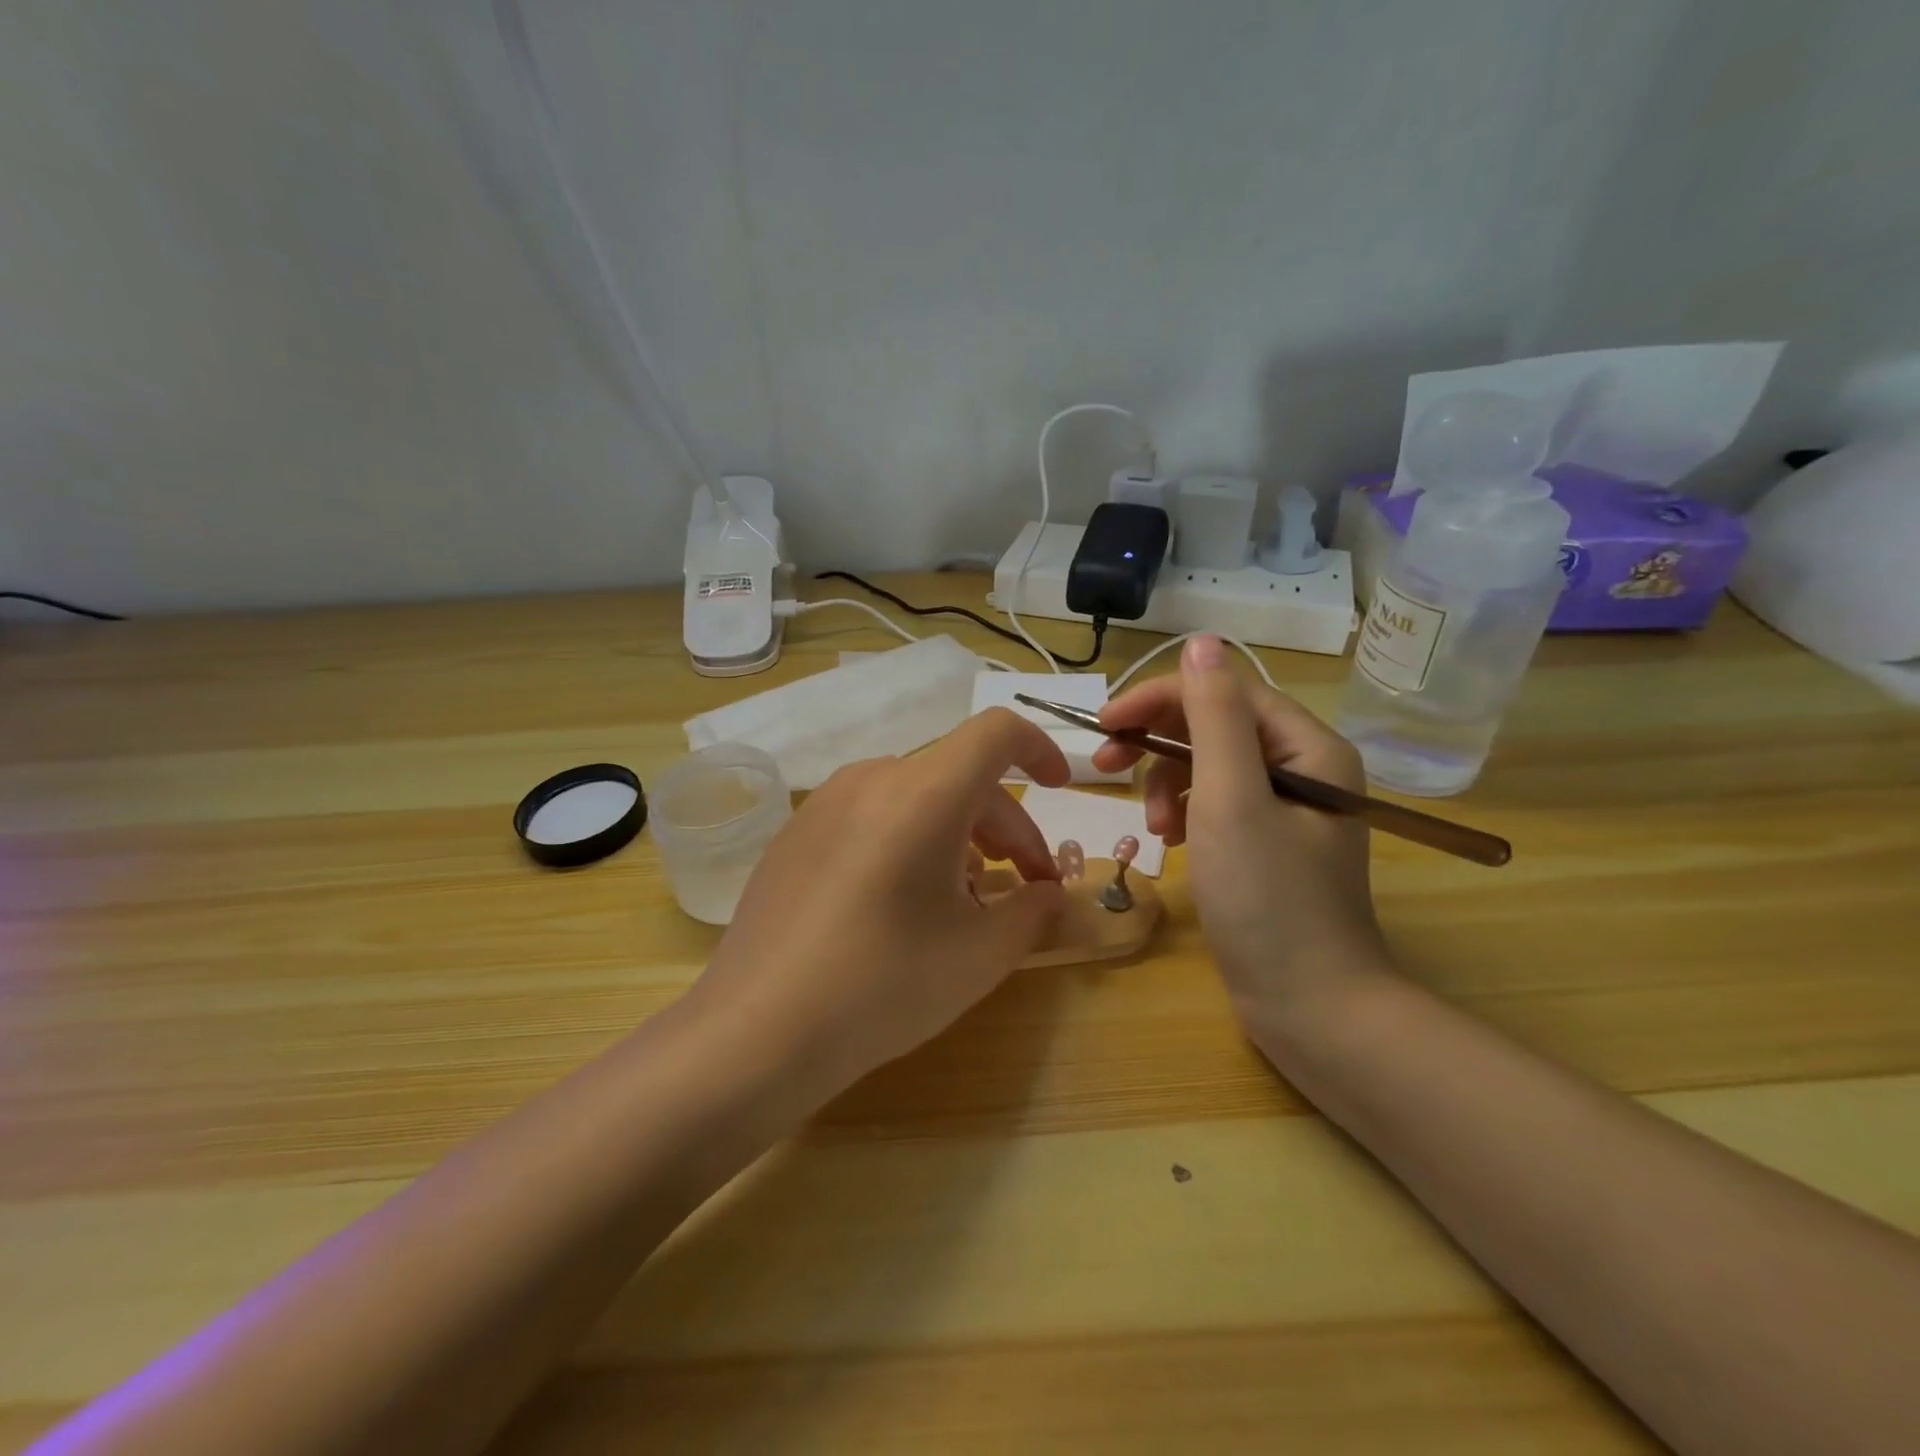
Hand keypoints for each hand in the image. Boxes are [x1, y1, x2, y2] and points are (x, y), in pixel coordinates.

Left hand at [686, 708, 1071, 1101]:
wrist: (756, 1031)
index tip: (1059, 789)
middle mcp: (872, 779)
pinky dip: (910, 838)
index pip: (996, 733)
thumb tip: (1048, 894)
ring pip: (916, 795)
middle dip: (1006, 825)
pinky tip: (905, 900)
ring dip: (959, 833)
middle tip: (1026, 887)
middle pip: (960, 776)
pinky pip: (872, 814)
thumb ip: (1031, 912)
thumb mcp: (979, 955)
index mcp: (924, 792)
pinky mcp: (796, 832)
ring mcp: (826, 802)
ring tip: (967, 897)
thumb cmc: (883, 985)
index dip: (1039, 749)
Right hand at [1094, 636, 1389, 1031]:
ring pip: (1210, 764)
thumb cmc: (1269, 902)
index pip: (1223, 692)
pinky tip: (1171, 839)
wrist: (1313, 1008)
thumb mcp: (1231, 800)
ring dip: (1168, 782)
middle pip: (1215, 725)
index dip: (1159, 699)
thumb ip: (1214, 717)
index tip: (1103, 725)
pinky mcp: (1269, 842)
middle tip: (1105, 766)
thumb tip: (1202, 641)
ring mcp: (1287, 807)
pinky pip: (1217, 803)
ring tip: (1154, 824)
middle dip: (1158, 742)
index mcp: (1308, 746)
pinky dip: (1185, 812)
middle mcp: (1304, 766)